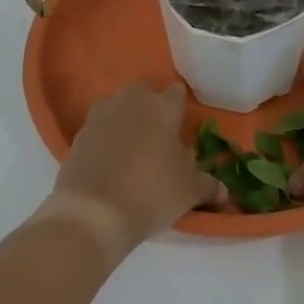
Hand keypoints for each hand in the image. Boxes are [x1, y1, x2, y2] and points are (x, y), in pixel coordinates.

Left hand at [47, 81, 225, 256]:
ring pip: (117, 104)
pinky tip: (109, 157)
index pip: (176, 93)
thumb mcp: (188, 192)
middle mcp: (131, 102)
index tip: (182, 124)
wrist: (94, 212)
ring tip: (132, 143)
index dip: (180, 107)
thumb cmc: (151, 193)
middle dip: (150, 105)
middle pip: (143, 91)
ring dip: (125, 116)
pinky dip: (104, 135)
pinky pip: (97, 126)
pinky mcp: (79, 134)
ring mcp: (101, 115)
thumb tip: (224, 192)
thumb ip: (208, 185)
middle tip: (158, 132)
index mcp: (162, 107)